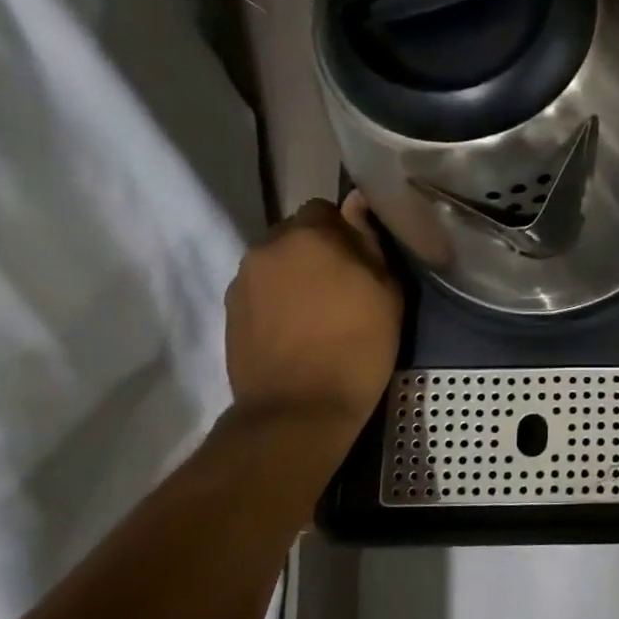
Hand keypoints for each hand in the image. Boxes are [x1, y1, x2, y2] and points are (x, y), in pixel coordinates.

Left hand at [225, 194, 403, 432]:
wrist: (298, 409)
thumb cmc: (357, 347)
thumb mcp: (388, 293)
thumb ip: (371, 244)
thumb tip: (358, 208)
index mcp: (308, 236)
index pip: (325, 209)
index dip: (346, 230)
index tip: (362, 259)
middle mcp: (267, 248)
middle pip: (296, 234)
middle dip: (318, 250)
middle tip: (345, 285)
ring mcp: (243, 281)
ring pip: (277, 262)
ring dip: (297, 275)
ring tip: (320, 311)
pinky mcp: (231, 312)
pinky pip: (262, 290)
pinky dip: (280, 300)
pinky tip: (298, 329)